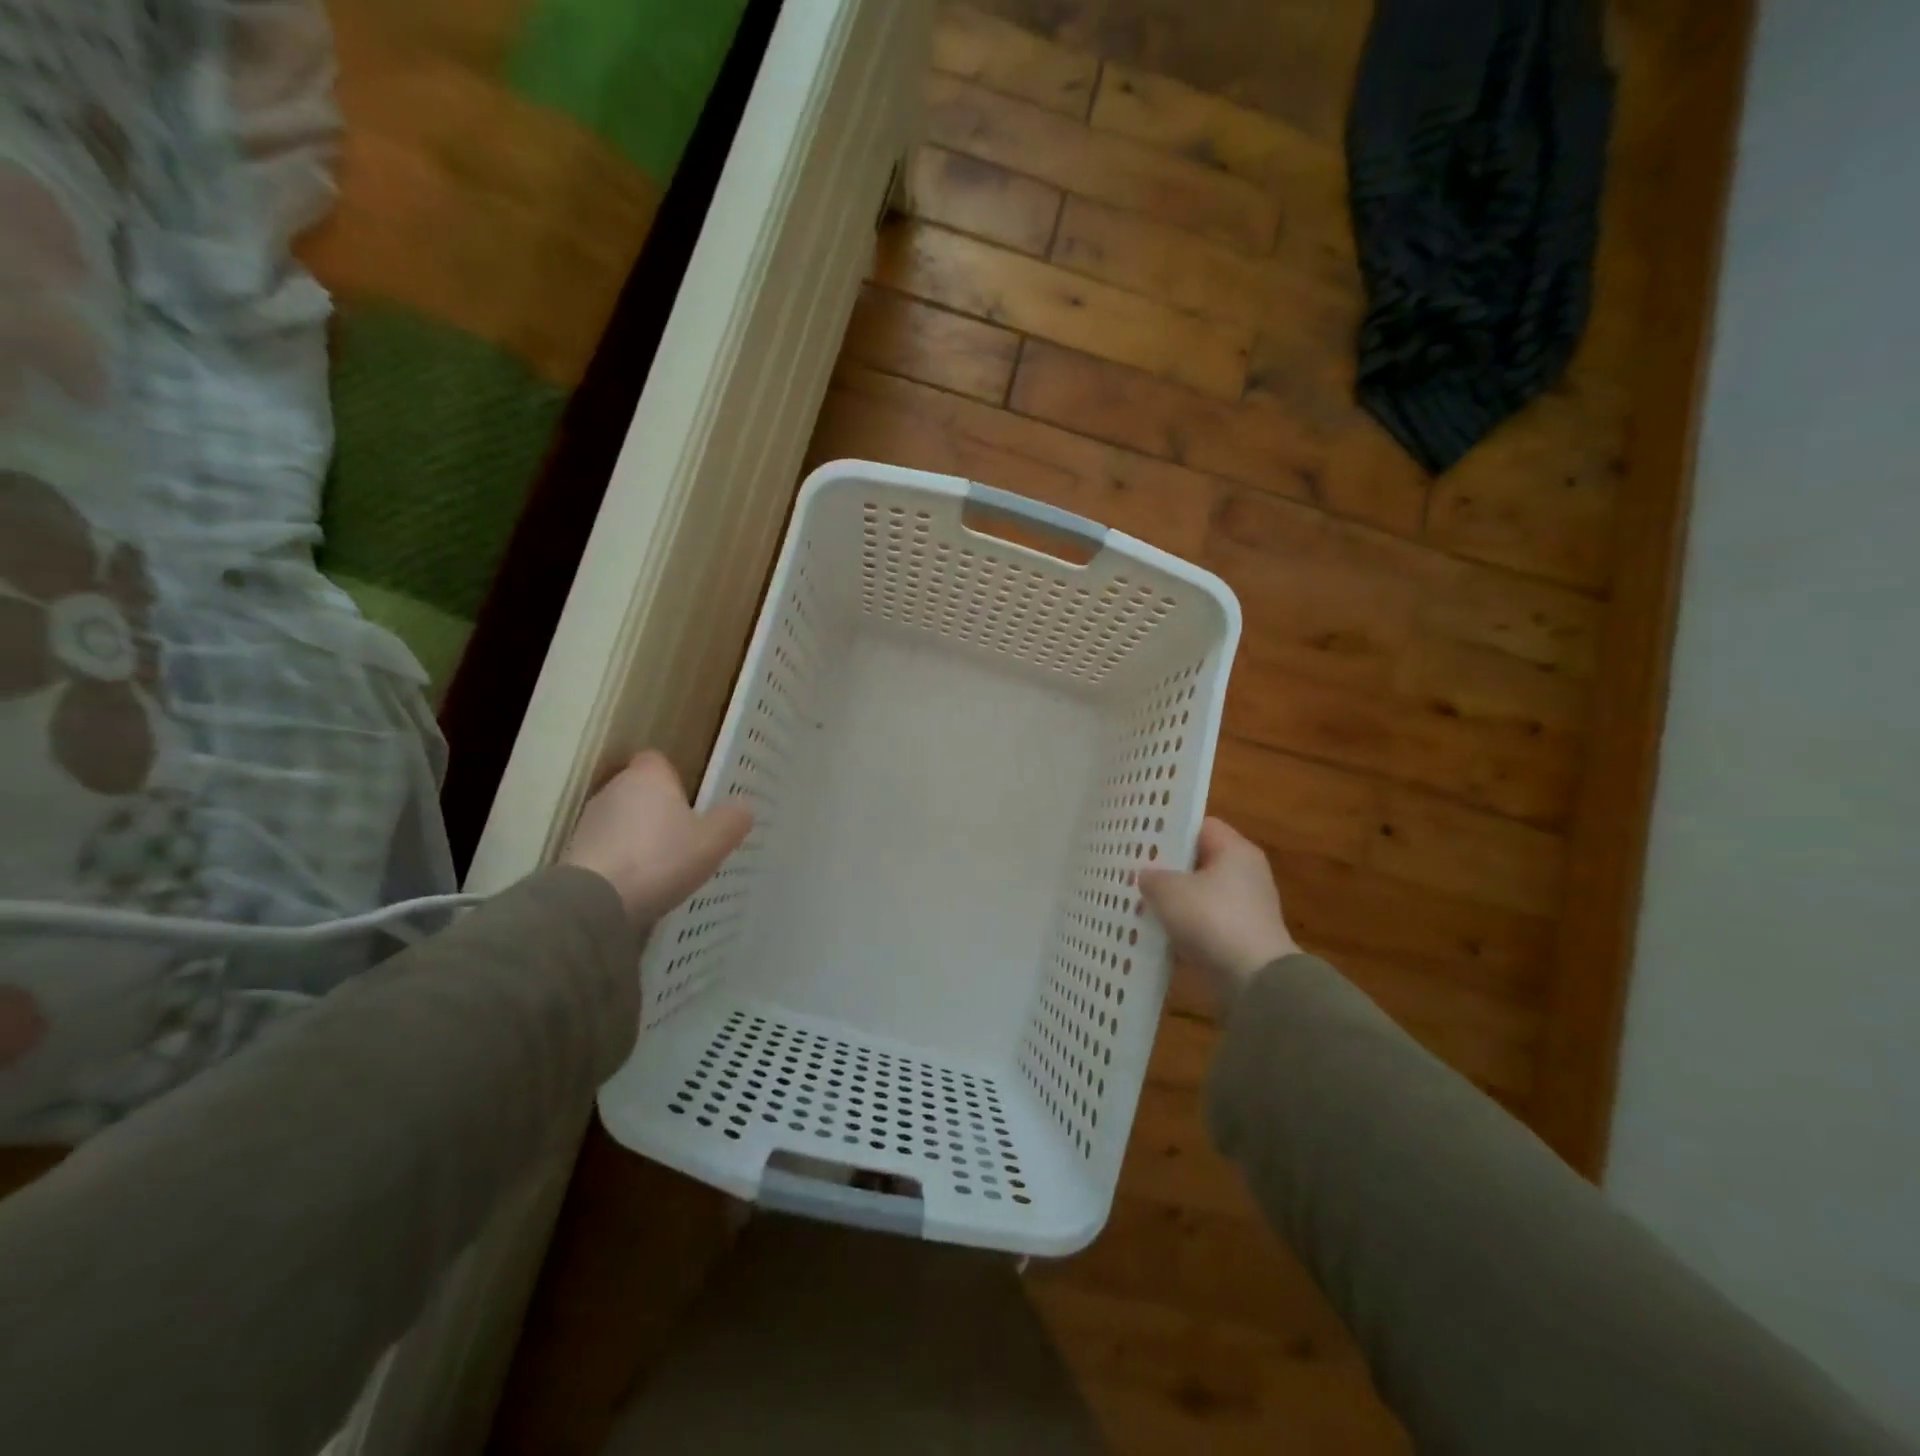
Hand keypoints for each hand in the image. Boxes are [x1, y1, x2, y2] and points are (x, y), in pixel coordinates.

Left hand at [561, 751, 752, 928]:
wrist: (595, 902)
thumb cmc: (660, 859)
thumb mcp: (713, 841)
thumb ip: (733, 820)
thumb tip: (743, 807)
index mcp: (648, 776)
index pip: (659, 761)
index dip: (675, 779)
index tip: (692, 803)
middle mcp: (614, 788)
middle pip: (641, 791)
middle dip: (659, 809)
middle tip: (685, 837)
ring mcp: (590, 820)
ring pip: (623, 819)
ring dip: (639, 836)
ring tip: (663, 866)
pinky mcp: (574, 852)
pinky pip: (607, 847)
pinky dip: (621, 859)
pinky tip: (638, 884)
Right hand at [1139, 818, 1299, 1008]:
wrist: (1254, 981)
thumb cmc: (1212, 919)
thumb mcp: (1169, 891)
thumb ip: (1152, 877)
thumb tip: (1147, 876)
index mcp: (1236, 850)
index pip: (1201, 826)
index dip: (1170, 829)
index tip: (1141, 839)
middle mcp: (1245, 874)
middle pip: (1198, 862)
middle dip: (1167, 868)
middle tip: (1132, 871)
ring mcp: (1244, 909)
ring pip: (1198, 897)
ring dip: (1172, 902)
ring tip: (1136, 903)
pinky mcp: (1239, 940)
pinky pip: (1203, 926)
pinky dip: (1182, 930)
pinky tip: (1154, 935)